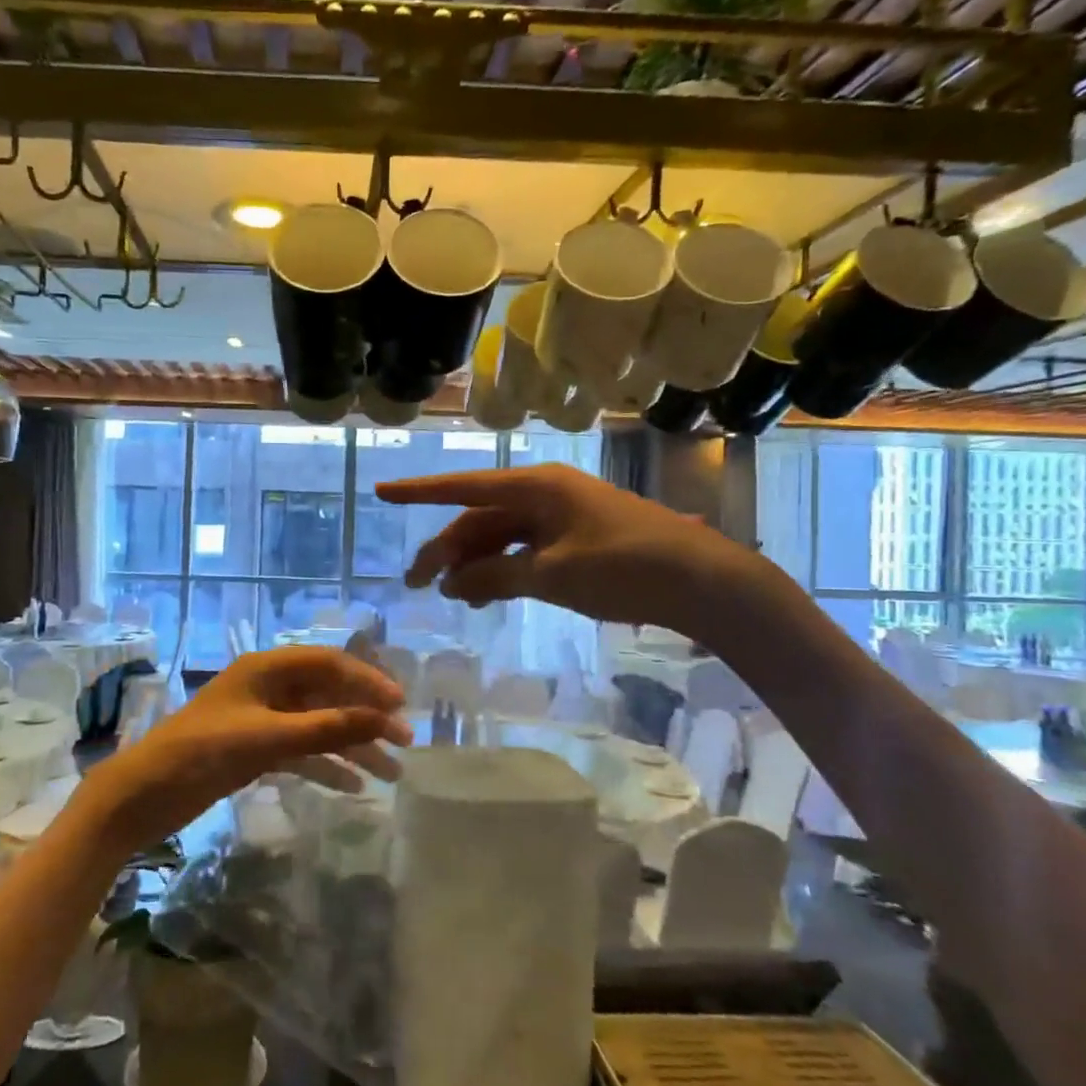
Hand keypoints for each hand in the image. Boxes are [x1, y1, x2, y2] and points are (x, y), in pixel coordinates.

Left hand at [74, 648, 411, 855]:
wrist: (143, 795)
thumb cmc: (202, 753)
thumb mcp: (268, 739)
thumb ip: (327, 729)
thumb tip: (384, 718)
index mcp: (267, 669)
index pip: (330, 664)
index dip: (368, 681)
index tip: (401, 706)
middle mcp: (268, 688)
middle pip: (329, 695)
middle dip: (366, 717)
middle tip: (404, 742)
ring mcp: (262, 720)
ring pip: (319, 726)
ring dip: (352, 746)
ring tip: (390, 774)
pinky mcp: (255, 750)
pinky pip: (302, 751)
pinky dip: (326, 766)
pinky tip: (354, 786)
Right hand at [375, 462, 776, 642]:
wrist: (702, 582)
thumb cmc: (624, 567)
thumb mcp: (552, 576)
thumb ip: (495, 577)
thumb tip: (449, 584)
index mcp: (536, 487)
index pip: (464, 488)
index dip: (419, 491)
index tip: (382, 491)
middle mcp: (544, 494)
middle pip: (480, 518)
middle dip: (447, 549)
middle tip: (417, 585)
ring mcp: (561, 517)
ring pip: (501, 536)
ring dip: (475, 564)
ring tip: (453, 597)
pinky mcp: (576, 540)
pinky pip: (525, 550)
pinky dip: (504, 570)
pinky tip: (488, 593)